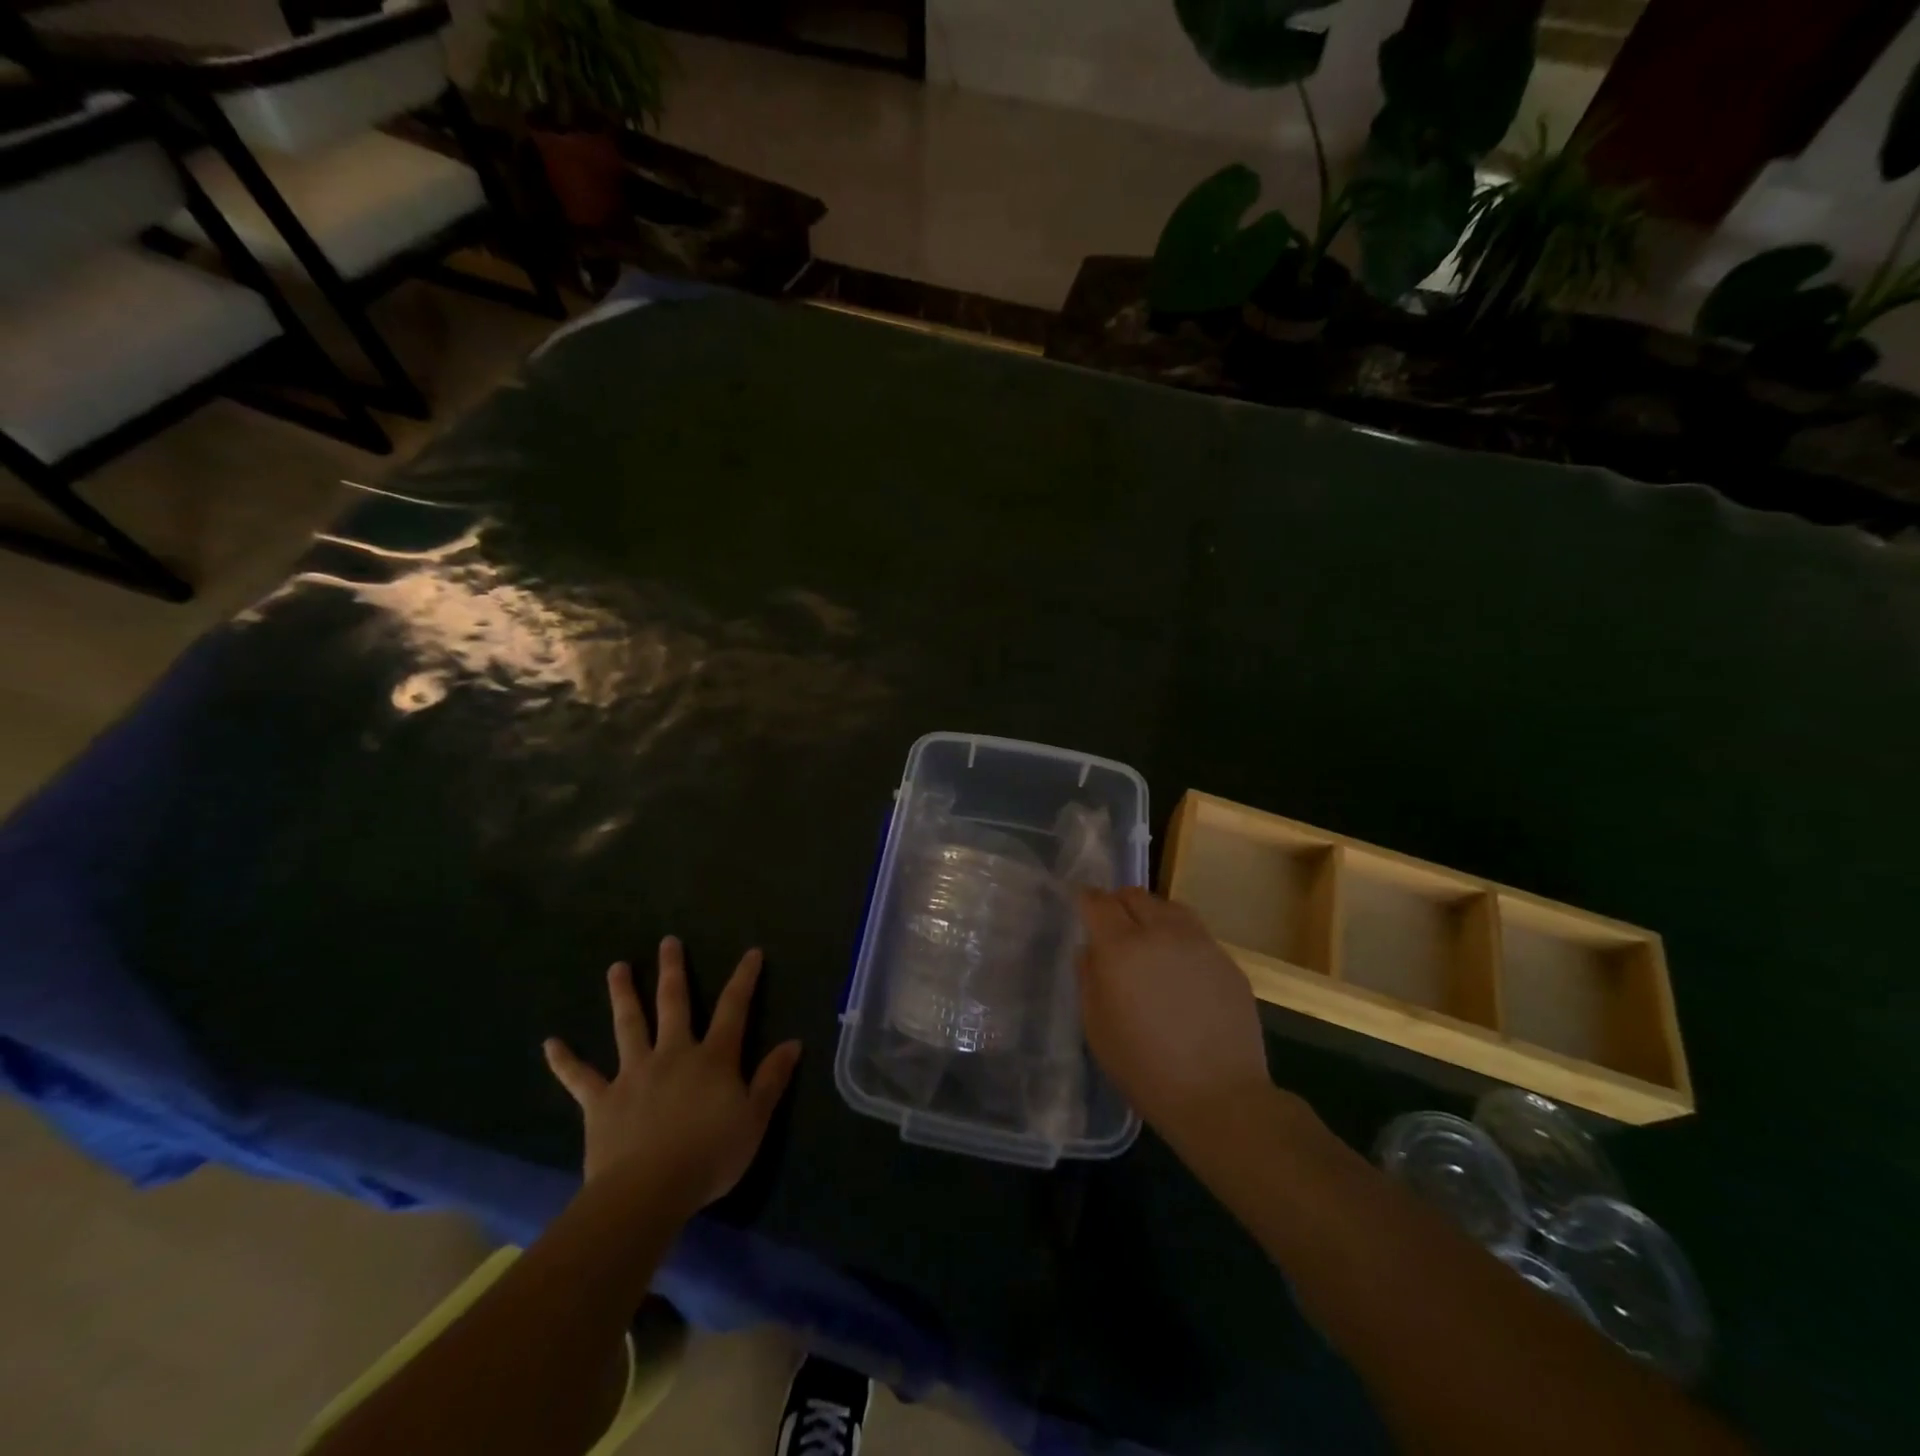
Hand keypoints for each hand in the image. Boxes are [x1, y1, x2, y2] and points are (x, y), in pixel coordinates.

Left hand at [543, 937, 801, 1209]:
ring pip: (628, 1025)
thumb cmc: (710, 1155)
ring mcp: (634, 1074)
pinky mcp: (602, 1101)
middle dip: (672, 971)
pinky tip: (550, 1044)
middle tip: (667, 941)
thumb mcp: (755, 1119)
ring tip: (616, 968)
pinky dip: (565, 1061)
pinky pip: (580, 1078)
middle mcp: (673, 1054)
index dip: (744, 978)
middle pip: (673, 1003)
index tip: (751, 952)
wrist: (648, 1191)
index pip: (734, 1008)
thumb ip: (772, 1079)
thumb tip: (793, 1043)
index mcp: (713, 1058)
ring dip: (623, 995)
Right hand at [1077, 888, 1271, 1147]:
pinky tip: (1180, 969)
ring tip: (1149, 941)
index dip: (1086, 900)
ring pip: (1170, 907)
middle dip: (1118, 903)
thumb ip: (1088, 979)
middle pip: (1135, 895)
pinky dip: (1180, 938)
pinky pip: (1196, 934)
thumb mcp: (1097, 1028)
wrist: (1219, 1096)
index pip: (1098, 902)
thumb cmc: (1144, 1068)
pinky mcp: (1227, 961)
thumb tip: (1091, 950)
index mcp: (1121, 947)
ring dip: (1152, 915)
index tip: (1082, 906)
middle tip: (1113, 927)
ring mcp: (1200, 943)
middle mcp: (1161, 933)